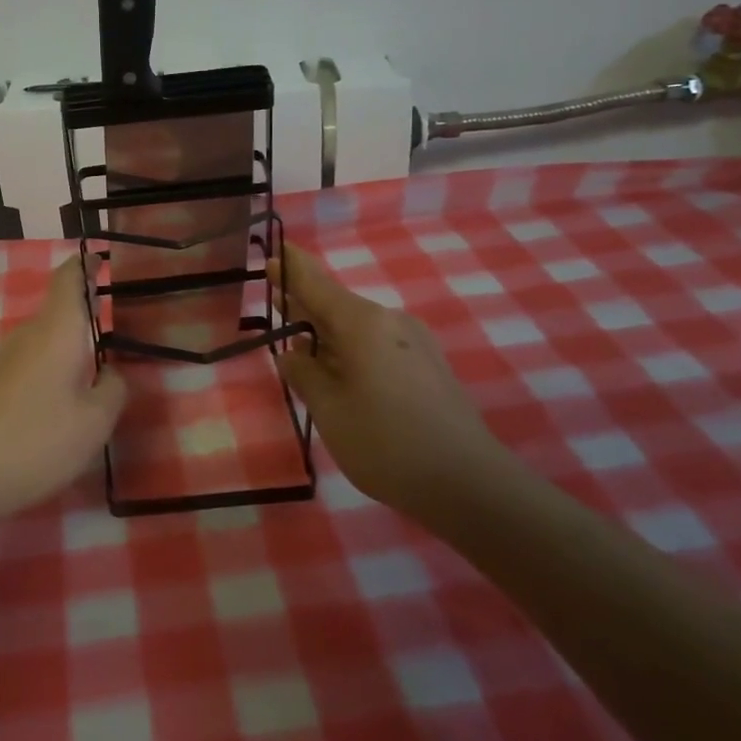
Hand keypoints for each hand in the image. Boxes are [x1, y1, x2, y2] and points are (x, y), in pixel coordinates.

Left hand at [0, 256, 126, 518]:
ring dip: (75, 342)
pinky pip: (37, 359)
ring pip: (50, 336)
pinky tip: (71, 394)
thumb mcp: (95, 421)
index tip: (105, 259)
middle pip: (61, 306)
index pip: (69, 277)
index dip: (86, 264)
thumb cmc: (39, 439)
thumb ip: (114, 389)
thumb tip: (111, 373)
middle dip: (90, 309)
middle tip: (126, 321)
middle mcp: (30, 333)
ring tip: (105, 362)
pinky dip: (58, 364)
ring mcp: (9, 357)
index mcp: (58, 328)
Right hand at [271, 242, 507, 524]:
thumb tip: (292, 354)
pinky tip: (340, 373)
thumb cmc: (386, 444)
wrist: (470, 484)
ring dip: (327, 332)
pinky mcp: (428, 364)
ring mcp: (414, 341)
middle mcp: (389, 320)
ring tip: (301, 348)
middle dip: (305, 304)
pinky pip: (378, 344)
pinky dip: (351, 349)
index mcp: (361, 322)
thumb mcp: (329, 411)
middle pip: (336, 303)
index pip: (315, 282)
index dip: (290, 269)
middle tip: (276, 305)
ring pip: (358, 326)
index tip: (271, 256)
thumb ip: (304, 375)